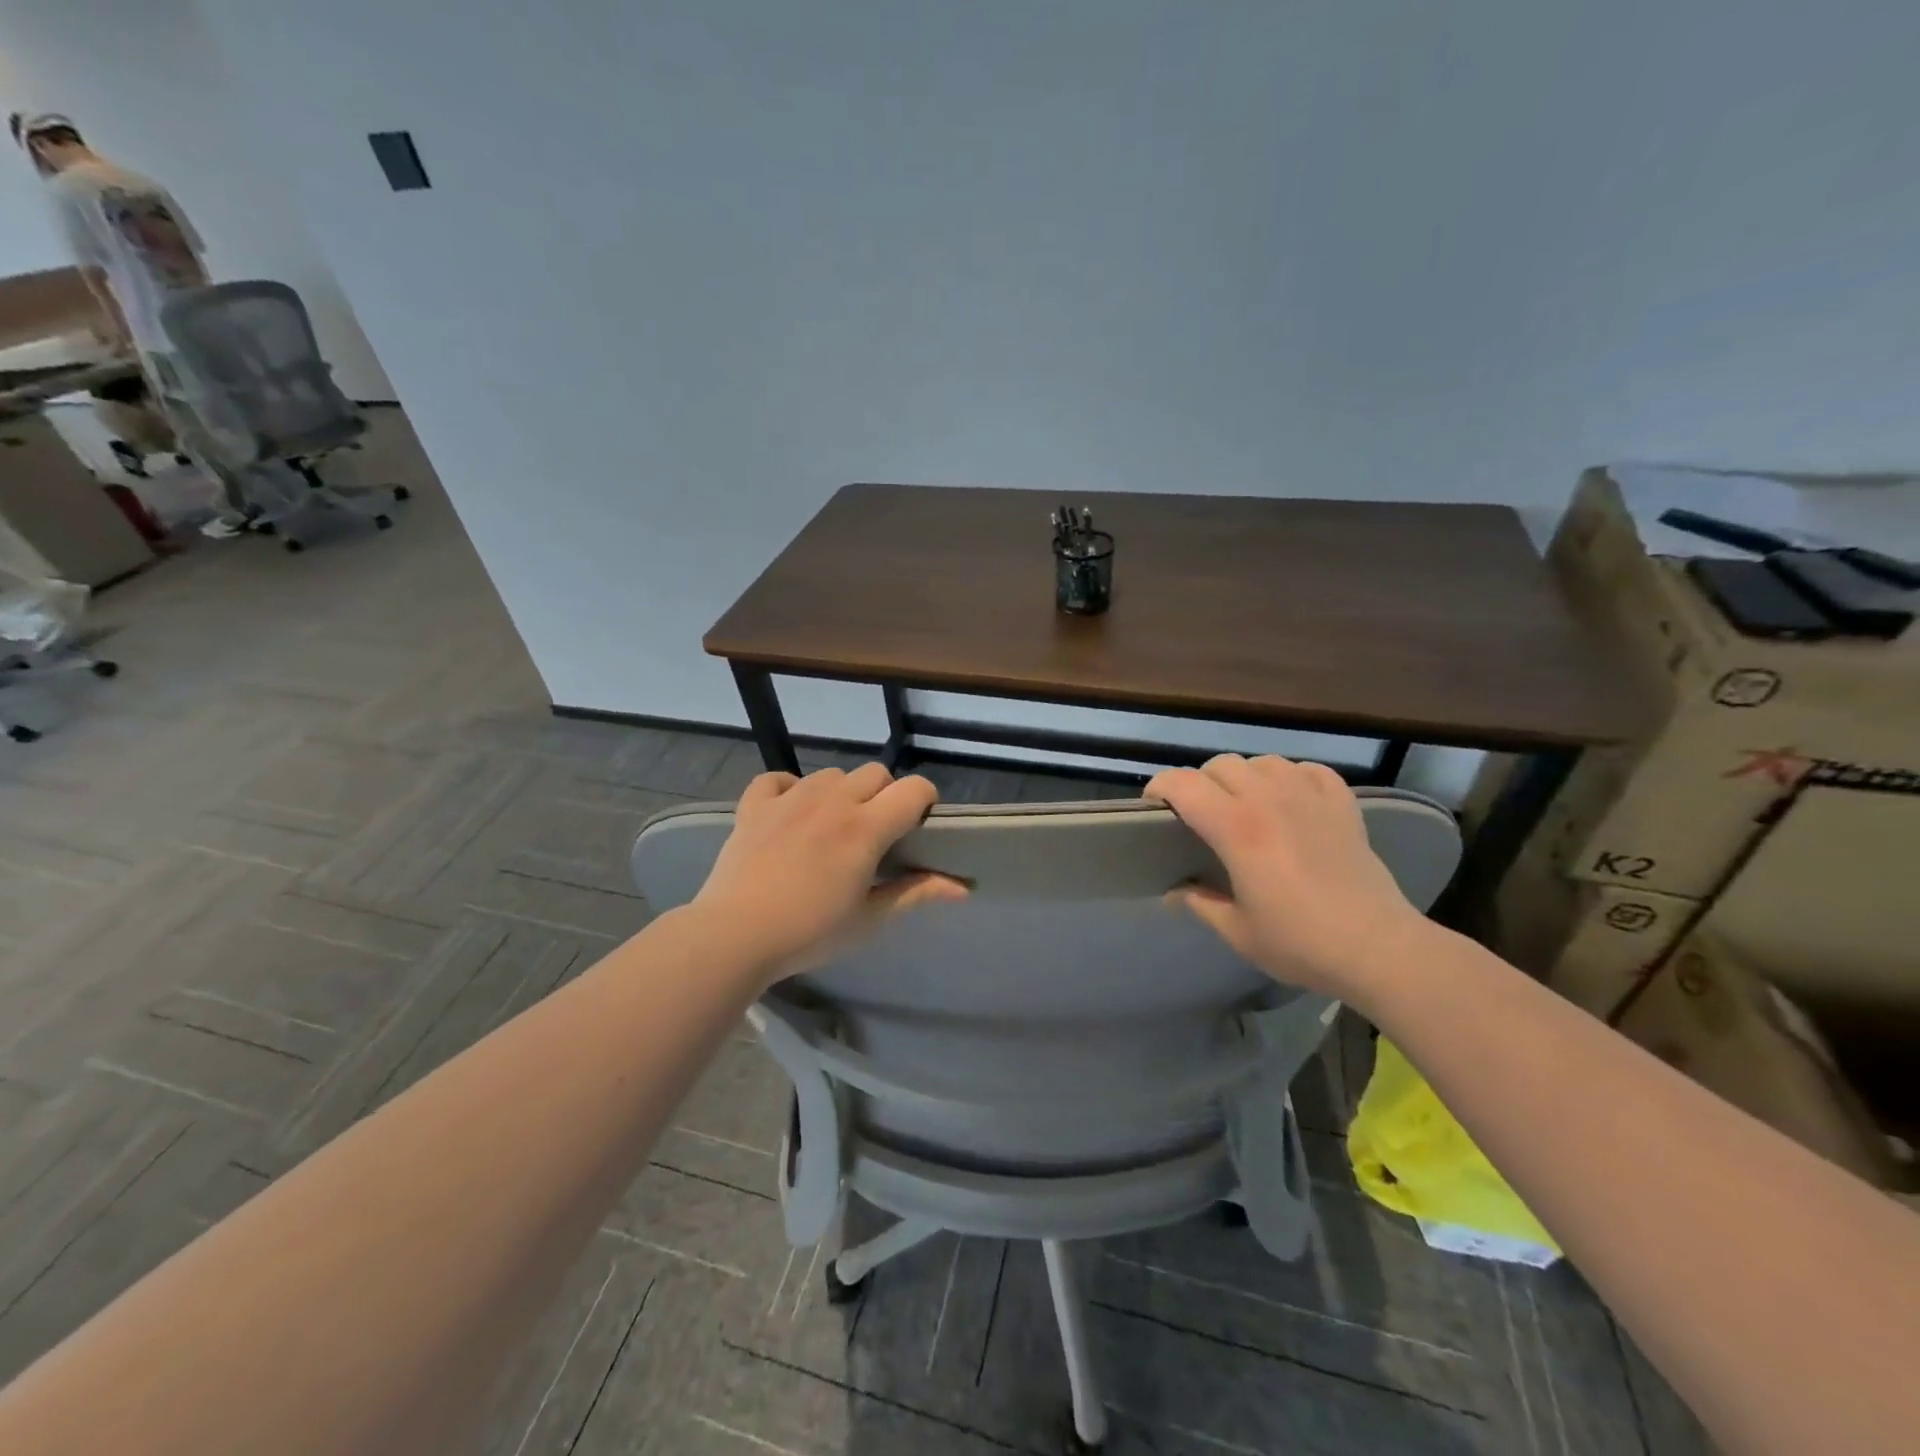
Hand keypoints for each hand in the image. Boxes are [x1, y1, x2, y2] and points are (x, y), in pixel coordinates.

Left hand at [690, 764, 967, 983]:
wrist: (734, 935)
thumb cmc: (810, 932)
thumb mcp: (869, 918)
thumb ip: (916, 893)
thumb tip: (963, 888)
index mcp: (866, 827)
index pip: (914, 789)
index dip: (925, 801)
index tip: (919, 826)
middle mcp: (832, 800)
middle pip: (876, 773)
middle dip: (885, 795)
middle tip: (876, 833)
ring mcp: (790, 798)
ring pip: (831, 774)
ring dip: (842, 793)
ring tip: (832, 827)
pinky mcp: (755, 805)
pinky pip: (778, 779)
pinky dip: (789, 789)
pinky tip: (790, 813)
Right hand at [1146, 755, 1432, 1001]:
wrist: (1378, 948)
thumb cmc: (1300, 942)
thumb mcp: (1238, 931)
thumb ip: (1200, 903)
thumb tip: (1175, 892)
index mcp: (1237, 828)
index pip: (1184, 784)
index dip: (1160, 787)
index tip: (1153, 807)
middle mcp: (1269, 800)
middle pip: (1221, 765)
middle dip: (1201, 783)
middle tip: (1200, 814)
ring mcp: (1310, 797)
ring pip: (1263, 762)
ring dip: (1245, 777)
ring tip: (1245, 805)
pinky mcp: (1342, 805)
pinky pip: (1309, 770)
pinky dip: (1292, 777)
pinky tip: (1291, 800)